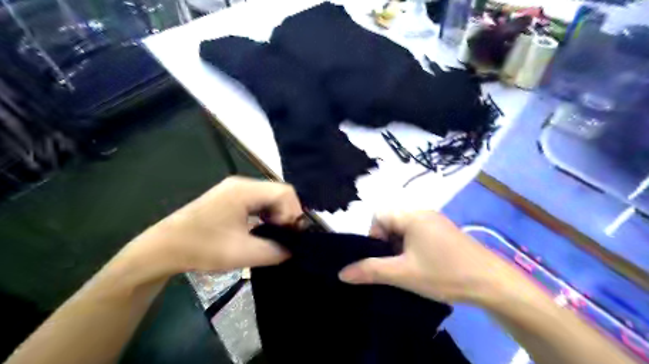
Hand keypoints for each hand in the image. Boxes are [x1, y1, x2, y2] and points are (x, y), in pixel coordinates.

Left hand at [132, 175, 303, 275]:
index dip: (294, 212)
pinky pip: (257, 202)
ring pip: (269, 197)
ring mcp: (234, 190)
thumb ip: (275, 251)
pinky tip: (261, 230)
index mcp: (245, 190)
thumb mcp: (242, 253)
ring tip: (274, 235)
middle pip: (278, 193)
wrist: (162, 249)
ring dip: (277, 215)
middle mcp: (242, 184)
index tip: (290, 235)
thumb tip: (293, 249)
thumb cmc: (202, 247)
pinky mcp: (229, 198)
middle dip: (286, 214)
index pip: (285, 191)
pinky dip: (265, 215)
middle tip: (284, 237)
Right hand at [338, 210, 509, 303]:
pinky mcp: (445, 233)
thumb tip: (342, 273)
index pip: (379, 215)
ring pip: (405, 230)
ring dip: (400, 248)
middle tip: (395, 266)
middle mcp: (423, 213)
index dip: (374, 235)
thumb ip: (370, 271)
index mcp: (412, 215)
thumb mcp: (403, 274)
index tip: (382, 258)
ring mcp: (436, 222)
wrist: (492, 283)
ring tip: (408, 269)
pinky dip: (413, 249)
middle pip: (391, 222)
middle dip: (387, 244)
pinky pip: (419, 235)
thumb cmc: (444, 273)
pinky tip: (423, 267)